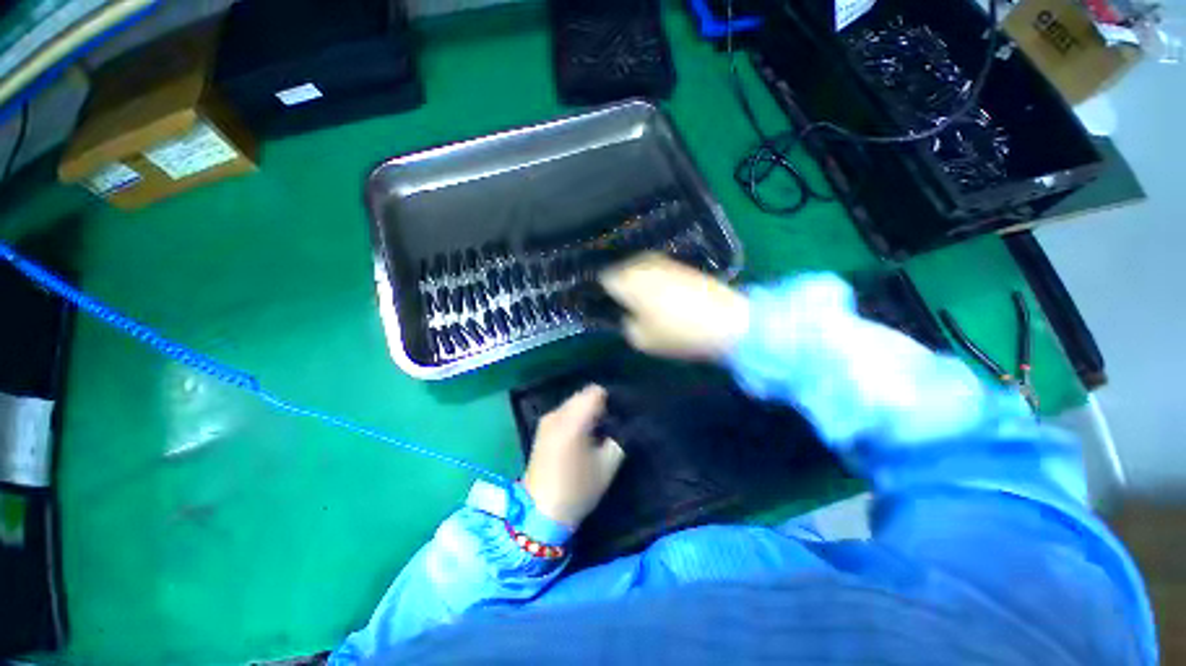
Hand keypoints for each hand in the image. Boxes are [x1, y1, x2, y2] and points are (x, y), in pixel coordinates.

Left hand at [522, 385, 624, 527]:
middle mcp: (557, 414)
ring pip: (573, 403)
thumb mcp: (607, 466)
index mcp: (573, 421)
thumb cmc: (577, 489)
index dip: (609, 401)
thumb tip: (621, 425)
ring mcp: (547, 420)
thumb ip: (618, 439)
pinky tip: (579, 439)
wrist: (539, 512)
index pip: (595, 392)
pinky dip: (575, 419)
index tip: (615, 419)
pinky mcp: (542, 429)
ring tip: (594, 434)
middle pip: (583, 395)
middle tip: (608, 428)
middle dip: (597, 406)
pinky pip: (564, 413)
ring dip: (585, 413)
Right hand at [600, 253, 749, 359]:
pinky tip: (656, 292)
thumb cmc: (678, 333)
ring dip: (633, 279)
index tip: (601, 303)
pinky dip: (651, 277)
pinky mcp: (681, 265)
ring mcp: (664, 262)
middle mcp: (642, 265)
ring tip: (636, 297)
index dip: (599, 291)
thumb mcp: (641, 339)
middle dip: (617, 282)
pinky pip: (656, 268)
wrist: (728, 321)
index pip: (602, 279)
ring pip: (638, 267)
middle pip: (620, 269)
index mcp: (627, 281)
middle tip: (618, 301)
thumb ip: (624, 324)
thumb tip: (625, 314)